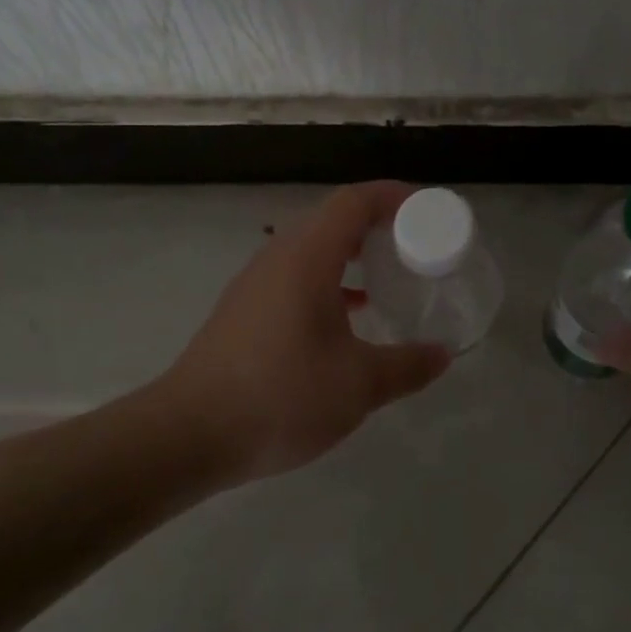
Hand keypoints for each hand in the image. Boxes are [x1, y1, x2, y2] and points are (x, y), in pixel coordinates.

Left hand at [160, 182, 449, 480]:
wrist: (187, 435)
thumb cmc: (280, 396)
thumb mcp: (358, 385)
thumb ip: (407, 366)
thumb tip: (443, 354)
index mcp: (307, 257)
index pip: (355, 201)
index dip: (394, 196)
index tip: (428, 209)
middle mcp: (279, 256)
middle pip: (334, 218)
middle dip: (378, 223)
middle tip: (416, 243)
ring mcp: (256, 282)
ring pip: (313, 247)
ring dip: (353, 252)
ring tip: (388, 274)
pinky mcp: (244, 308)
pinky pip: (296, 274)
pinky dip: (330, 279)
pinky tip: (349, 314)